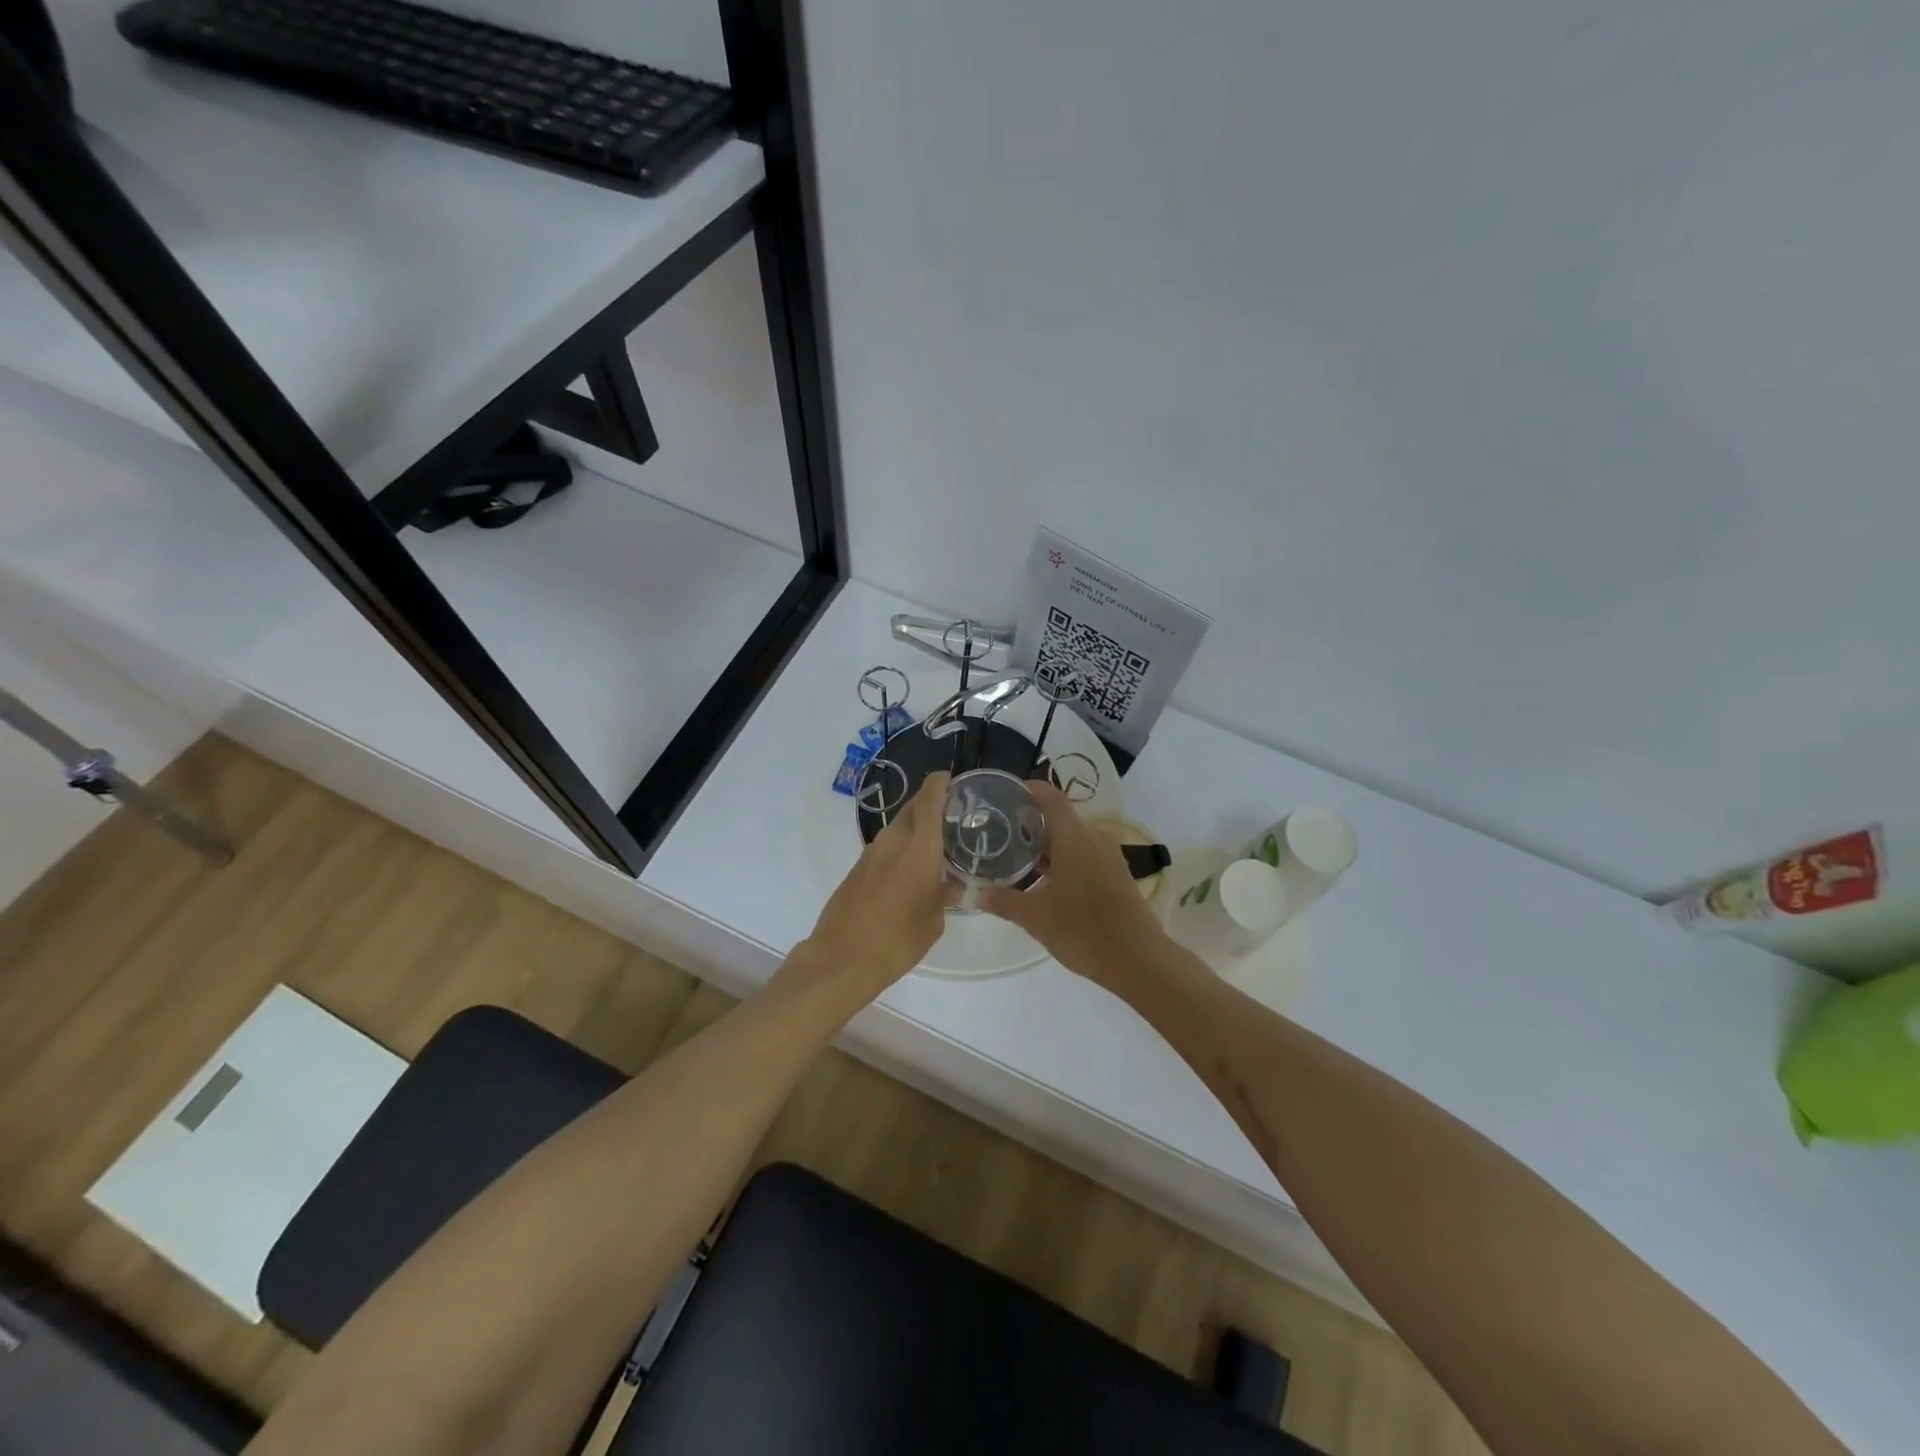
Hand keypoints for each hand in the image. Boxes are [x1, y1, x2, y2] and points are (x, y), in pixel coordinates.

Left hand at [791, 771, 955, 1002]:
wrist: (840, 960)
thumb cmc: (896, 941)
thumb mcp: (933, 922)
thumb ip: (943, 895)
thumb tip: (947, 885)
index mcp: (919, 848)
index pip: (930, 799)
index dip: (941, 784)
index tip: (952, 780)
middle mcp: (893, 841)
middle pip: (913, 808)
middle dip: (931, 805)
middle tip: (953, 815)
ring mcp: (871, 853)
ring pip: (898, 827)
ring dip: (915, 829)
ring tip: (937, 844)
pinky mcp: (857, 868)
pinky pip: (886, 847)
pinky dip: (901, 848)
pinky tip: (911, 869)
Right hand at [978, 780, 1172, 996]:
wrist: (1138, 960)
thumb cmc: (1083, 930)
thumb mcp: (1036, 917)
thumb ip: (1003, 901)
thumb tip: (974, 894)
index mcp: (1074, 837)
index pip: (1050, 796)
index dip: (1027, 789)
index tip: (1004, 795)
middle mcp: (1094, 838)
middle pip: (1059, 817)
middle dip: (1030, 822)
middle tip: (1000, 832)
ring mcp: (1109, 856)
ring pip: (1073, 838)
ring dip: (1047, 844)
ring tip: (1017, 858)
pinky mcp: (1117, 874)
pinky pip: (1085, 854)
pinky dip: (1064, 858)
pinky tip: (1045, 880)